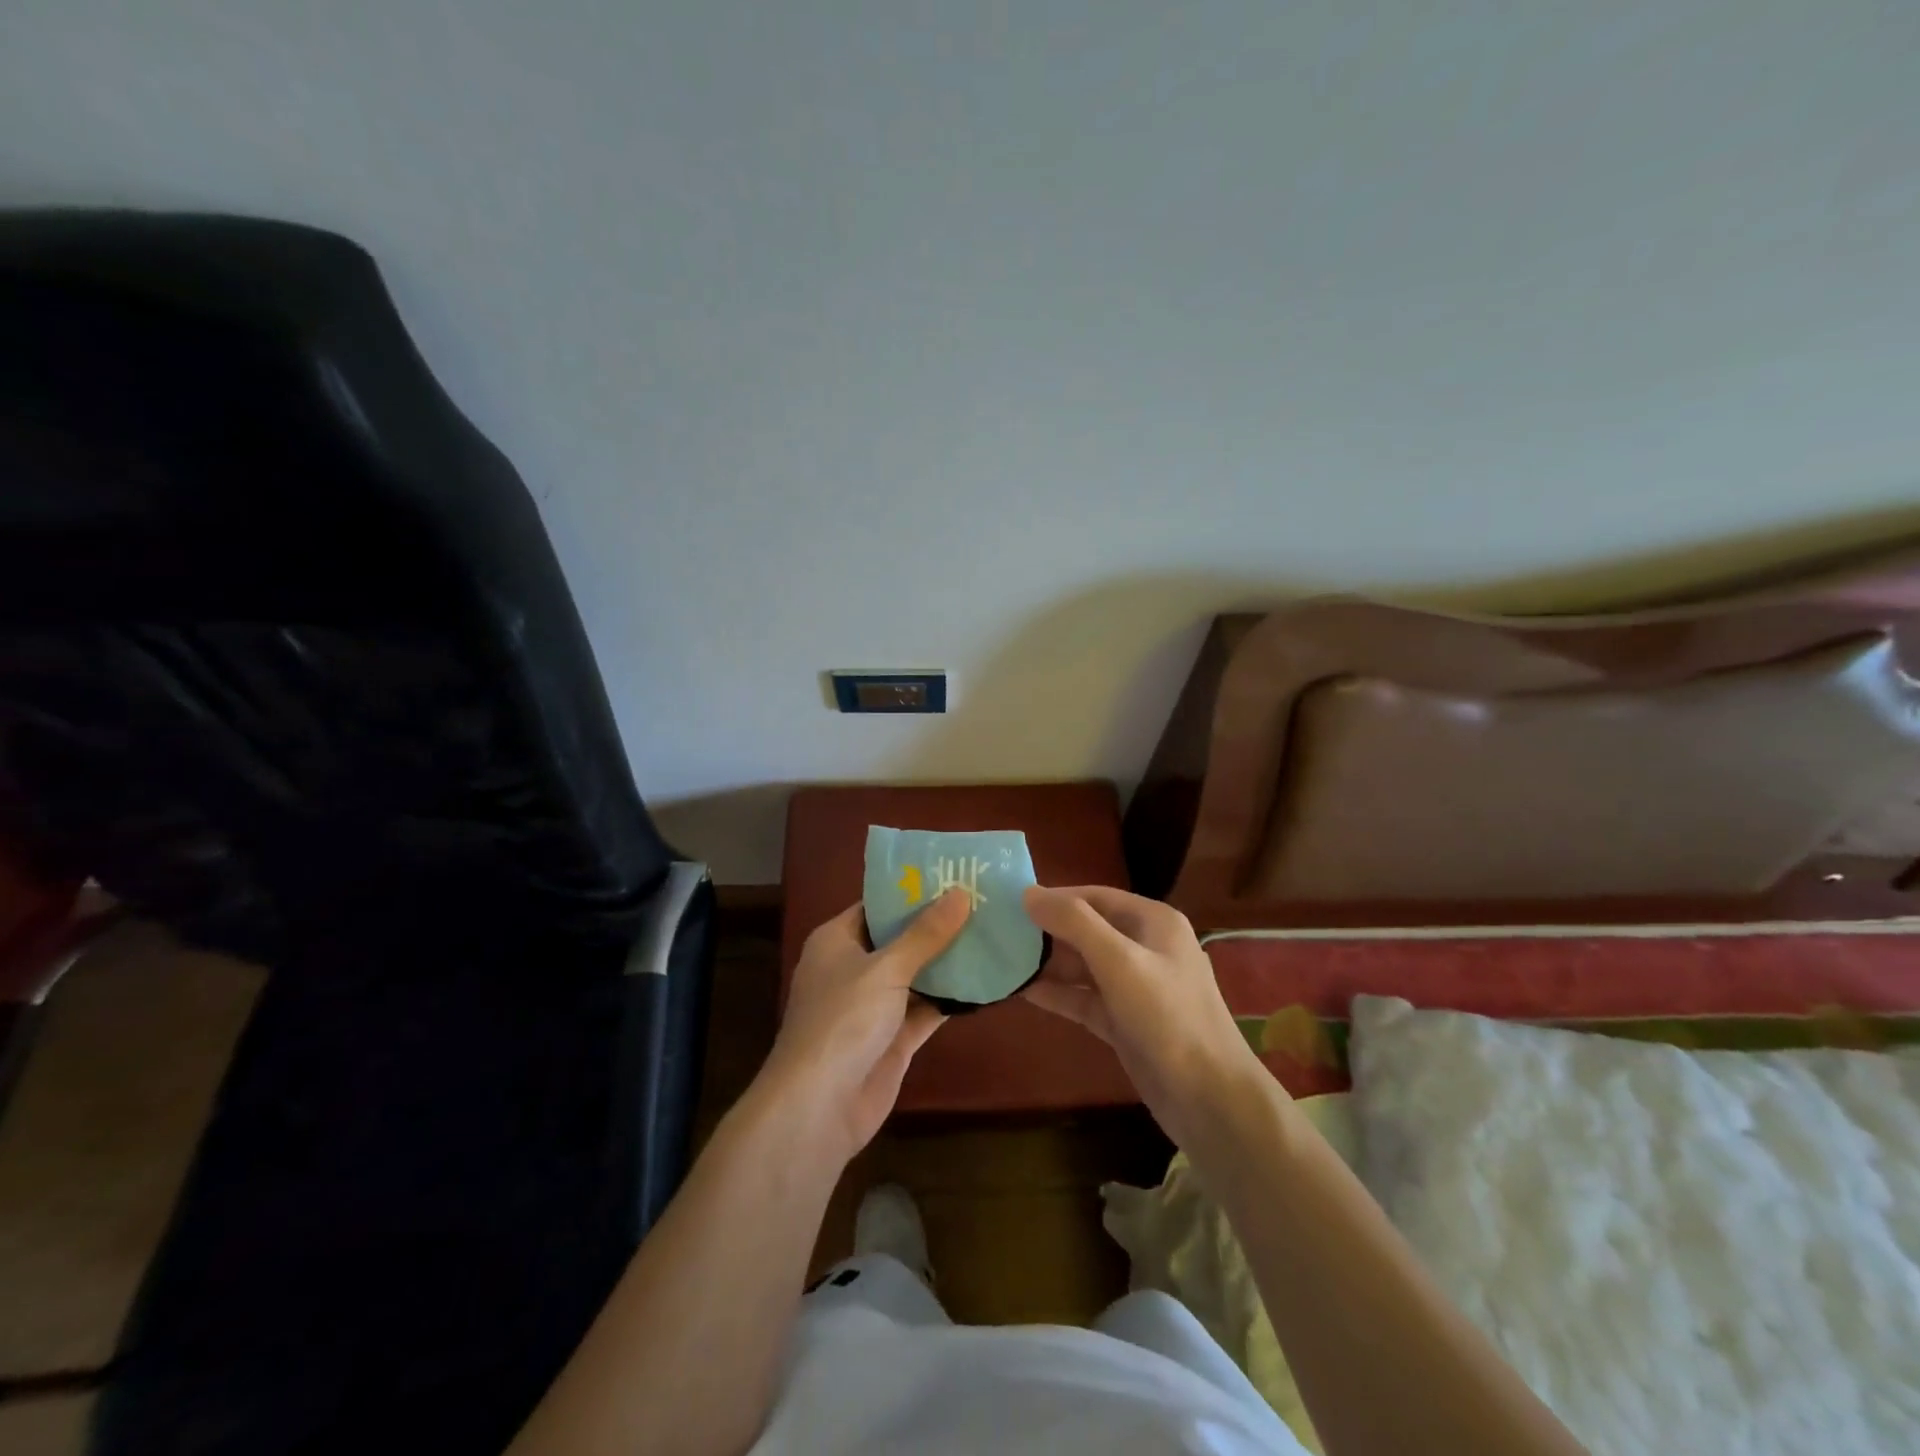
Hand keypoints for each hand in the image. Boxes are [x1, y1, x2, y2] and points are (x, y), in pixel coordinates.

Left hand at [760, 889, 969, 1161]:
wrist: (819, 1107)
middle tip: (984, 902)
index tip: (953, 875)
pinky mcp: (893, 1038)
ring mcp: (874, 1006)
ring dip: (948, 961)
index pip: (877, 905)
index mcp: (837, 941)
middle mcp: (854, 968)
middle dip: (937, 925)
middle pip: (900, 939)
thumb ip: (925, 934)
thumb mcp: (886, 968)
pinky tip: (987, 980)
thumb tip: (960, 893)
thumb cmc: (843, 1020)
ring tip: (993, 933)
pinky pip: (926, 1009)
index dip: (912, 891)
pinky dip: (950, 998)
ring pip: (916, 975)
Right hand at [1021, 884, 1268, 1148]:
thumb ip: (1074, 923)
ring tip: (1002, 960)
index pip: (1095, 896)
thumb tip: (1029, 892)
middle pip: (1087, 929)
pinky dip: (1058, 994)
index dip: (1054, 897)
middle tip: (999, 933)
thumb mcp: (1120, 961)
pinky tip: (1023, 991)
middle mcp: (1145, 948)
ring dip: (1048, 964)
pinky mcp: (1125, 1022)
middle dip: (1047, 931)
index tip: (1011, 903)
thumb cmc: (1167, 1018)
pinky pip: (1085, 998)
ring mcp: (1135, 987)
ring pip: (1084, 966)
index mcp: (1153, 922)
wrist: (1210, 1100)